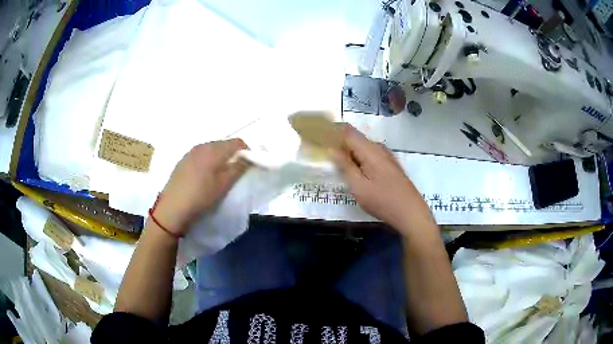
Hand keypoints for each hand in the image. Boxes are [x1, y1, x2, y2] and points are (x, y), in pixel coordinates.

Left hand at [153, 139, 249, 235]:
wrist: (172, 209)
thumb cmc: (201, 197)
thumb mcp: (224, 185)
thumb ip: (238, 168)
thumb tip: (249, 157)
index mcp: (213, 150)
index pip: (237, 142)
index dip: (247, 152)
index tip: (250, 165)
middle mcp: (202, 146)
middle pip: (224, 144)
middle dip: (234, 155)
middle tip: (237, 172)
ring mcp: (190, 152)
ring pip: (212, 149)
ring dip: (221, 158)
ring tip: (221, 176)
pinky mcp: (183, 161)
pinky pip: (202, 155)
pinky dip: (209, 161)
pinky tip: (206, 177)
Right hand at [332, 125, 434, 236]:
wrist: (410, 212)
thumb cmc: (383, 200)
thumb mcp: (359, 186)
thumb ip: (345, 166)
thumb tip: (332, 149)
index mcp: (370, 150)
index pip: (347, 131)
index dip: (332, 131)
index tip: (318, 137)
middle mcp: (379, 148)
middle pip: (355, 138)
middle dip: (339, 143)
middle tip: (325, 154)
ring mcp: (387, 156)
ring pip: (363, 148)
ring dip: (349, 152)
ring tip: (337, 164)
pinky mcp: (390, 165)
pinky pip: (370, 155)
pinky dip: (359, 159)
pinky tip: (355, 172)